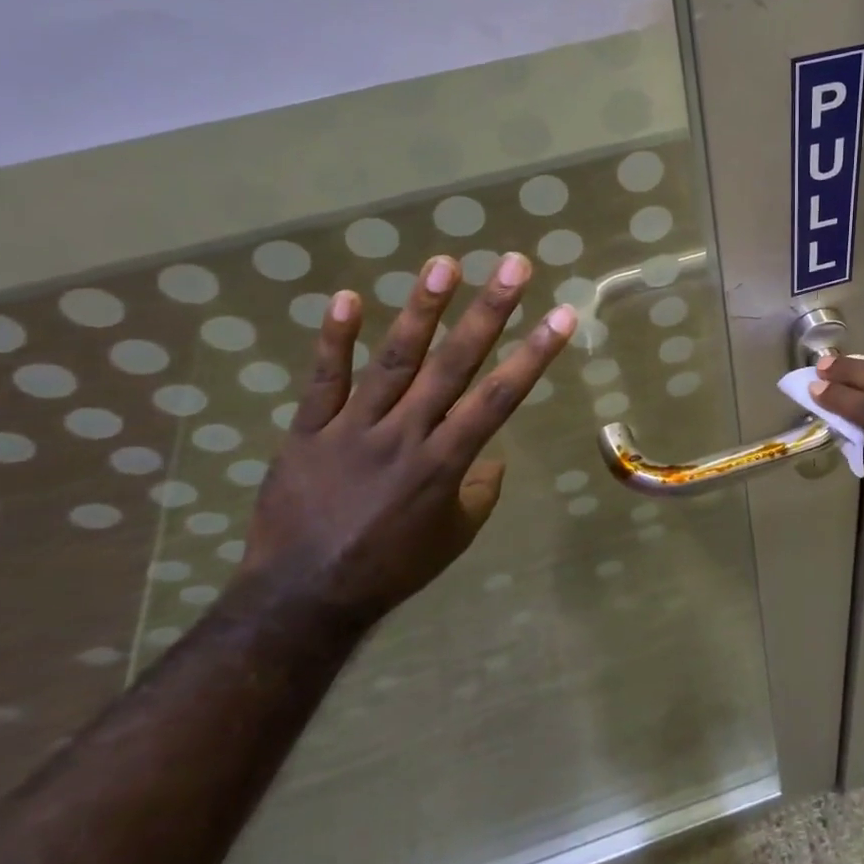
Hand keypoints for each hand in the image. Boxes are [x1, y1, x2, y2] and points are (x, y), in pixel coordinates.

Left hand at [235, 250, 574, 628]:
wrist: (301, 598)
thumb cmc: (391, 568)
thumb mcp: (454, 537)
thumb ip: (480, 491)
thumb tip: (492, 457)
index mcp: (445, 463)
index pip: (499, 398)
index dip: (533, 355)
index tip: (562, 314)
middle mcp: (406, 434)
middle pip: (454, 364)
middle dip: (489, 311)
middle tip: (513, 265)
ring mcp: (353, 429)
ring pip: (393, 360)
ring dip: (421, 310)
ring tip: (444, 264)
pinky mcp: (308, 432)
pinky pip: (323, 380)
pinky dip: (335, 339)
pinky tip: (349, 297)